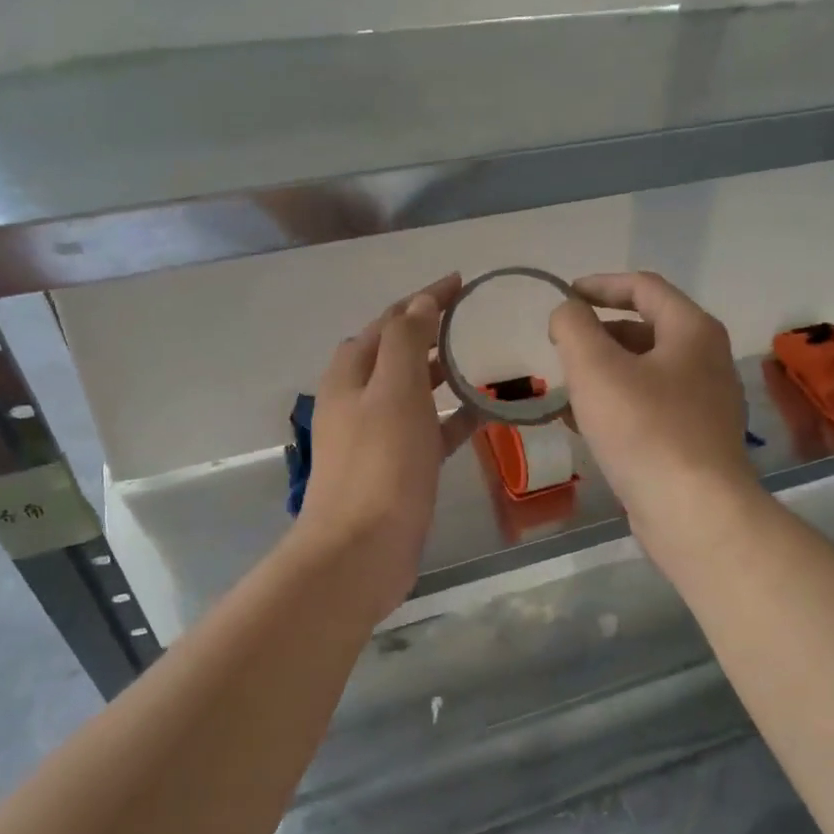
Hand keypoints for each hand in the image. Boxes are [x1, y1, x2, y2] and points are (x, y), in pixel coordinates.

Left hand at [295, 274, 476, 618]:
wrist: (361, 550)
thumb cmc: (381, 464)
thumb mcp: (394, 390)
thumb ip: (406, 340)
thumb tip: (420, 302)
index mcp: (350, 374)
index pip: (389, 321)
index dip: (422, 298)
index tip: (460, 282)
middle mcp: (357, 401)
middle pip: (396, 353)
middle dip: (431, 333)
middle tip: (474, 321)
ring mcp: (375, 437)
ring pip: (412, 394)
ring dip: (442, 375)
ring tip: (483, 361)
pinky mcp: (395, 470)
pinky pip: (427, 432)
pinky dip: (451, 419)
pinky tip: (482, 414)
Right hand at [548, 271, 756, 544]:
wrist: (692, 511)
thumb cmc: (644, 429)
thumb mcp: (595, 367)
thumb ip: (573, 326)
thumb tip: (567, 313)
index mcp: (692, 331)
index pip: (644, 287)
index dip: (600, 285)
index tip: (564, 297)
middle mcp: (707, 360)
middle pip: (646, 330)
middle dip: (598, 335)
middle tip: (561, 350)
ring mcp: (706, 404)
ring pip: (645, 373)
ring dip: (604, 374)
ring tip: (565, 391)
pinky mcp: (696, 441)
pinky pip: (650, 408)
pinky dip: (617, 406)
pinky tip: (586, 428)